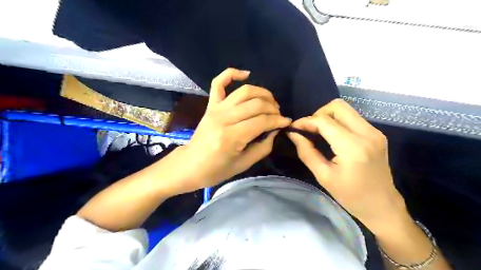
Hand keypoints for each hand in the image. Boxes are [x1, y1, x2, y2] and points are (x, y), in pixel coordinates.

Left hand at [175, 68, 290, 190]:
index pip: (262, 121)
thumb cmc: (216, 170)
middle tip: (278, 115)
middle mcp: (224, 119)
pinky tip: (246, 74)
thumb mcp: (244, 164)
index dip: (278, 120)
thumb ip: (263, 146)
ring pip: (244, 91)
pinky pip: (219, 82)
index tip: (287, 122)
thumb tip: (276, 130)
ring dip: (262, 93)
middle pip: (256, 104)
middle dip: (273, 108)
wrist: (190, 165)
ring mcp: (215, 109)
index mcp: (231, 137)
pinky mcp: (210, 105)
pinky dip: (232, 74)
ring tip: (270, 101)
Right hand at [287, 98, 407, 232]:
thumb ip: (306, 152)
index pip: (324, 121)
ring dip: (328, 116)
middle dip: (318, 114)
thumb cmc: (351, 196)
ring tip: (318, 132)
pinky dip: (338, 121)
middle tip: (309, 130)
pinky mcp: (377, 134)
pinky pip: (353, 118)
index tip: (294, 128)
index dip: (305, 121)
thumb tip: (293, 134)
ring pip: (346, 109)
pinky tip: (332, 136)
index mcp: (352, 147)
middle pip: (337, 106)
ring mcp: (374, 132)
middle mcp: (366, 133)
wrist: (382, 206)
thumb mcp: (323, 176)